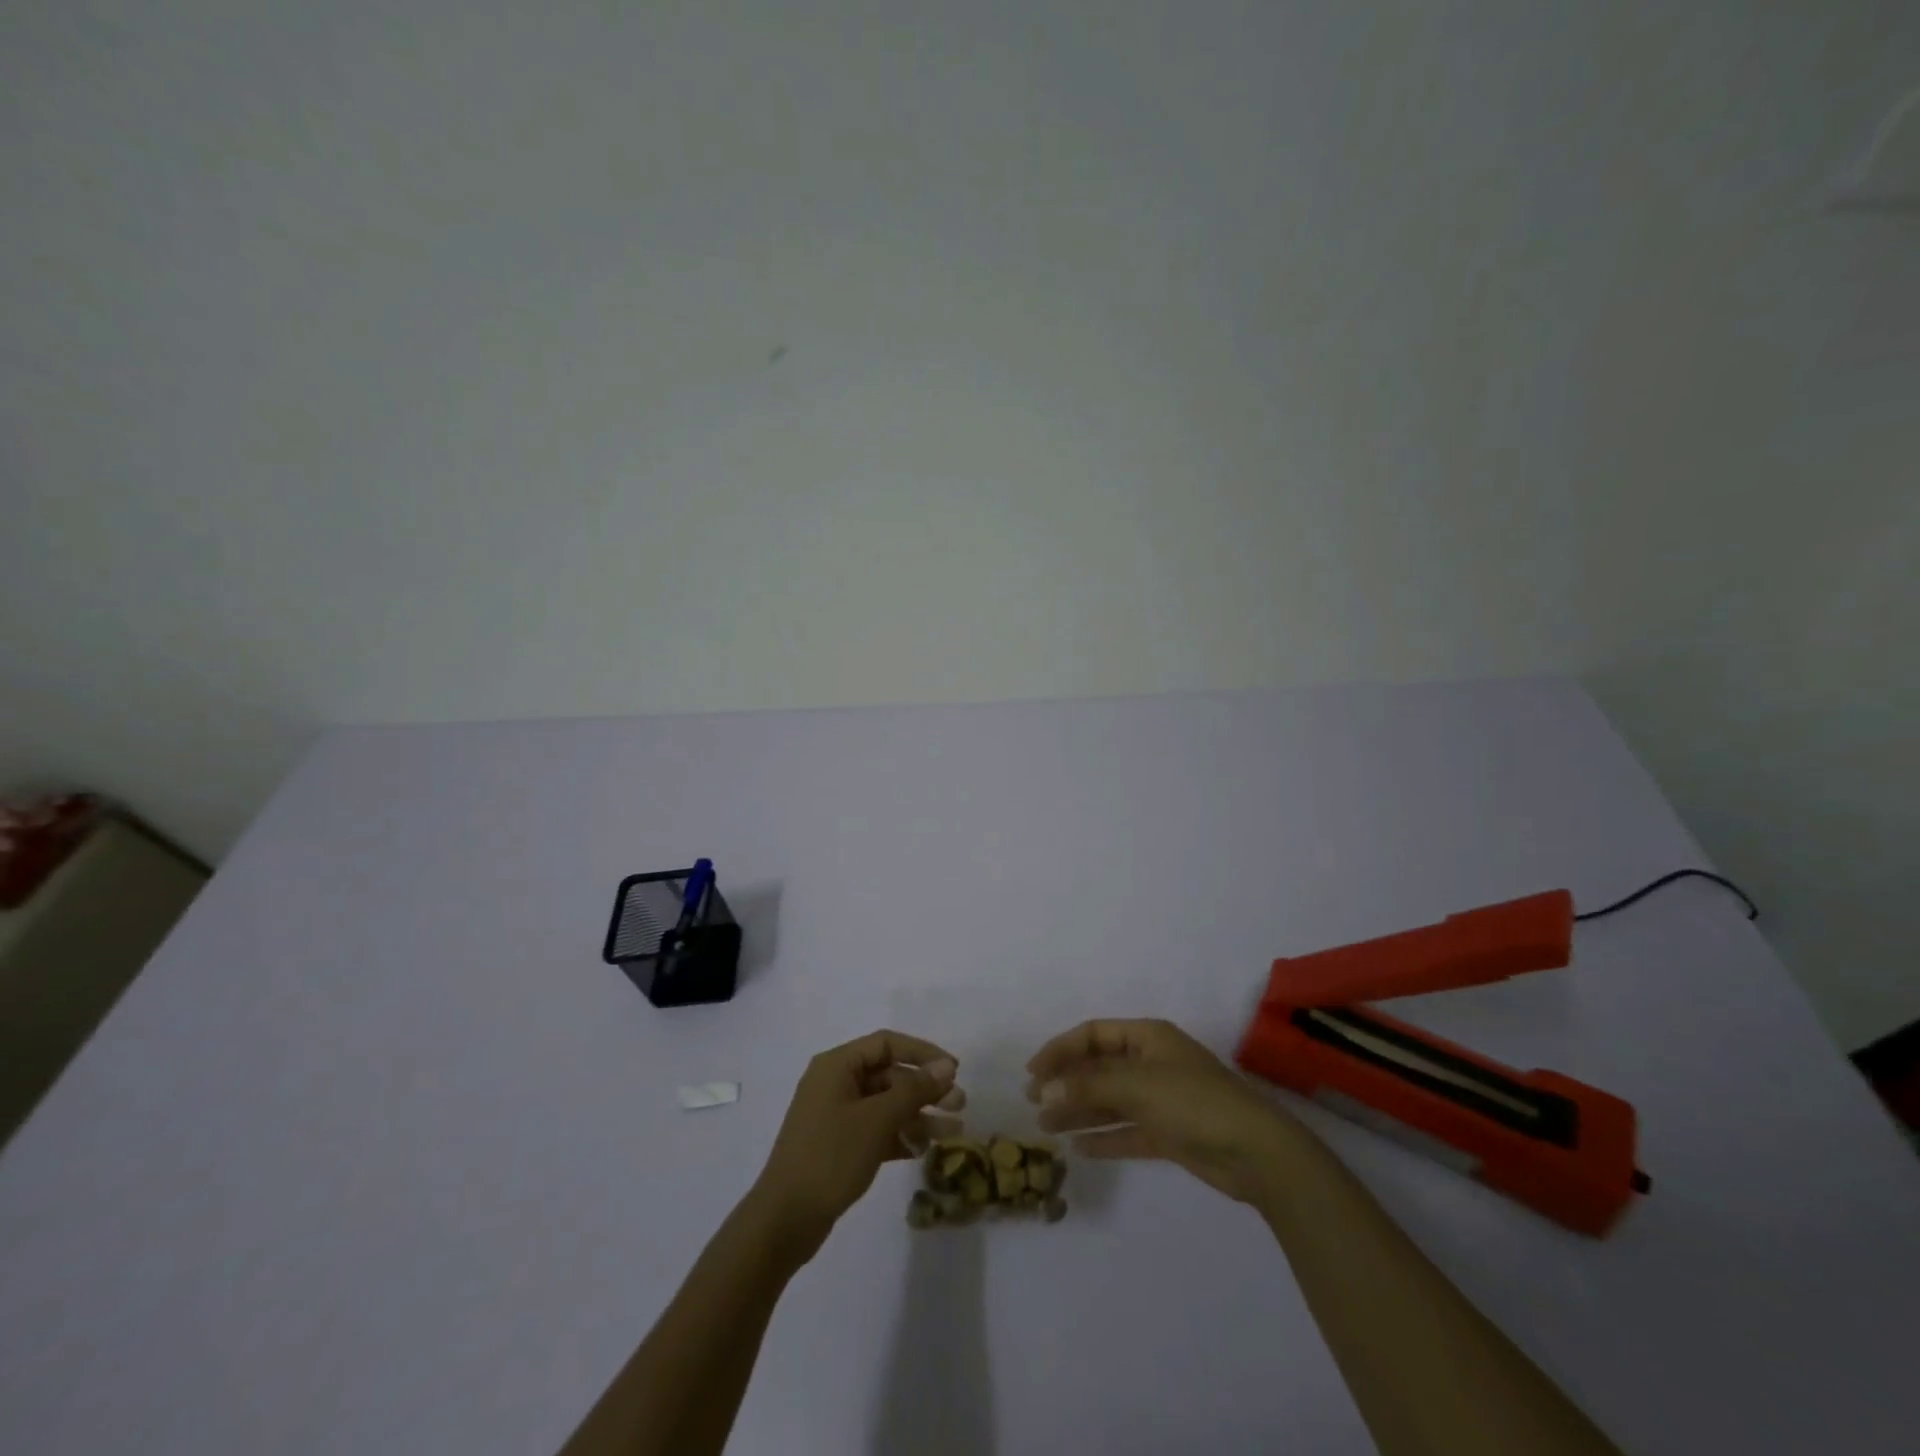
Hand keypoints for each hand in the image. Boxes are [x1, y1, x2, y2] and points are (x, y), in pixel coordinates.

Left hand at [751, 1030, 961, 1257]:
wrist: (784, 1221)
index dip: (922, 1052)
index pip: (887, 1043)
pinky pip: (877, 1129)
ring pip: (886, 1104)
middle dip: (925, 1089)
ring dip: (918, 1115)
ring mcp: (836, 1115)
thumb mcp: (876, 1120)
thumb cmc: (830, 1157)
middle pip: (889, 1074)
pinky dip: (900, 1135)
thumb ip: (913, 1090)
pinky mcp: (839, 1144)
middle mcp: (836, 1083)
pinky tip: (924, 1150)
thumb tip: (946, 1067)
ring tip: (953, 1132)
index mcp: (837, 1065)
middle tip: (959, 1105)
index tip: (954, 1070)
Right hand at [1026, 1018, 1304, 1205]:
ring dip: (1079, 1111)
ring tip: (1046, 1126)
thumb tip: (1043, 1090)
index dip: (1061, 1049)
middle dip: (1066, 1082)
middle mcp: (1151, 1063)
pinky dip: (1104, 1137)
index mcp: (1148, 1037)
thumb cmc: (1194, 1102)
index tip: (1033, 1071)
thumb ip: (1088, 1087)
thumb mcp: (1137, 1086)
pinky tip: (1078, 1149)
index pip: (1093, 1034)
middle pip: (1099, 1067)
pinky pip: (1127, 1130)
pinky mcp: (1169, 1133)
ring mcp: (1161, 1099)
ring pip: (1109, 1100)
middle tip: (1033, 1101)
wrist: (1256, 1152)